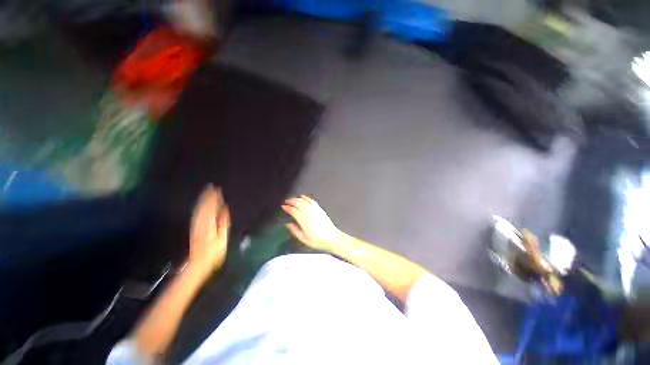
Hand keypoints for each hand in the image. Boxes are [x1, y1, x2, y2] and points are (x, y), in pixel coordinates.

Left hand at [189, 185, 229, 273]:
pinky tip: (200, 203)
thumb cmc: (214, 252)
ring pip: (199, 208)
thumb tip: (225, 209)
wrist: (198, 263)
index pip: (211, 207)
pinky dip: (199, 206)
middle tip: (211, 186)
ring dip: (202, 199)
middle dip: (207, 196)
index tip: (217, 189)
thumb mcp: (222, 238)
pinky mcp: (194, 227)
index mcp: (209, 223)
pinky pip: (196, 213)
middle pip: (204, 206)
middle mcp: (201, 222)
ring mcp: (196, 224)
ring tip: (206, 191)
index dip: (214, 198)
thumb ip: (223, 222)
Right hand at [282, 195, 342, 250]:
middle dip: (291, 201)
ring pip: (304, 201)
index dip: (287, 207)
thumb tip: (287, 224)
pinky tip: (303, 196)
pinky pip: (312, 201)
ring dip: (297, 198)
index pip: (293, 211)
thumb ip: (295, 230)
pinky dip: (306, 197)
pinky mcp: (320, 209)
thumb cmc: (318, 240)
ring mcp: (315, 210)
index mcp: (304, 221)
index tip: (283, 206)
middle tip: (286, 201)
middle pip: (298, 203)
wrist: (332, 238)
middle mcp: (309, 213)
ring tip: (292, 199)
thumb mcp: (304, 239)